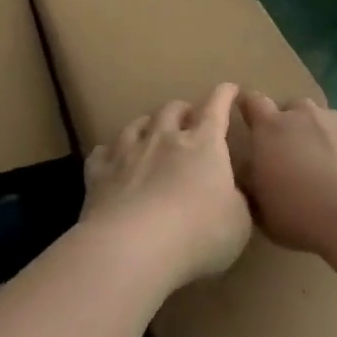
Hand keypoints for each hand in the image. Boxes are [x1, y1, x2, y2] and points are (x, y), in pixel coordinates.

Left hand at [80, 83, 251, 294]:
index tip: (229, 89)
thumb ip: (235, 200)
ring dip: (148, 125)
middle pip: (173, 109)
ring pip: (137, 124)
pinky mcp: (99, 172)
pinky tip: (111, 158)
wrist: (133, 247)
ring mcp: (128, 152)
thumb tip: (230, 192)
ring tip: (151, 132)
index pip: (217, 107)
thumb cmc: (198, 233)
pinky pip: (102, 151)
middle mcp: (165, 138)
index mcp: (204, 144)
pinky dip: (111, 152)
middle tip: (188, 118)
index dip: (224, 95)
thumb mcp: (238, 222)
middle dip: (183, 110)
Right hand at [235, 92, 336, 256]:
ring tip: (327, 166)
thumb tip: (250, 173)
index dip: (248, 105)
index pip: (252, 102)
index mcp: (270, 128)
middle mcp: (304, 115)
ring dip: (322, 135)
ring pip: (326, 119)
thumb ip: (252, 184)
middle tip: (290, 154)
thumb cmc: (299, 212)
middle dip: (289, 124)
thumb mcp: (260, 208)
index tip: (247, 116)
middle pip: (292, 108)